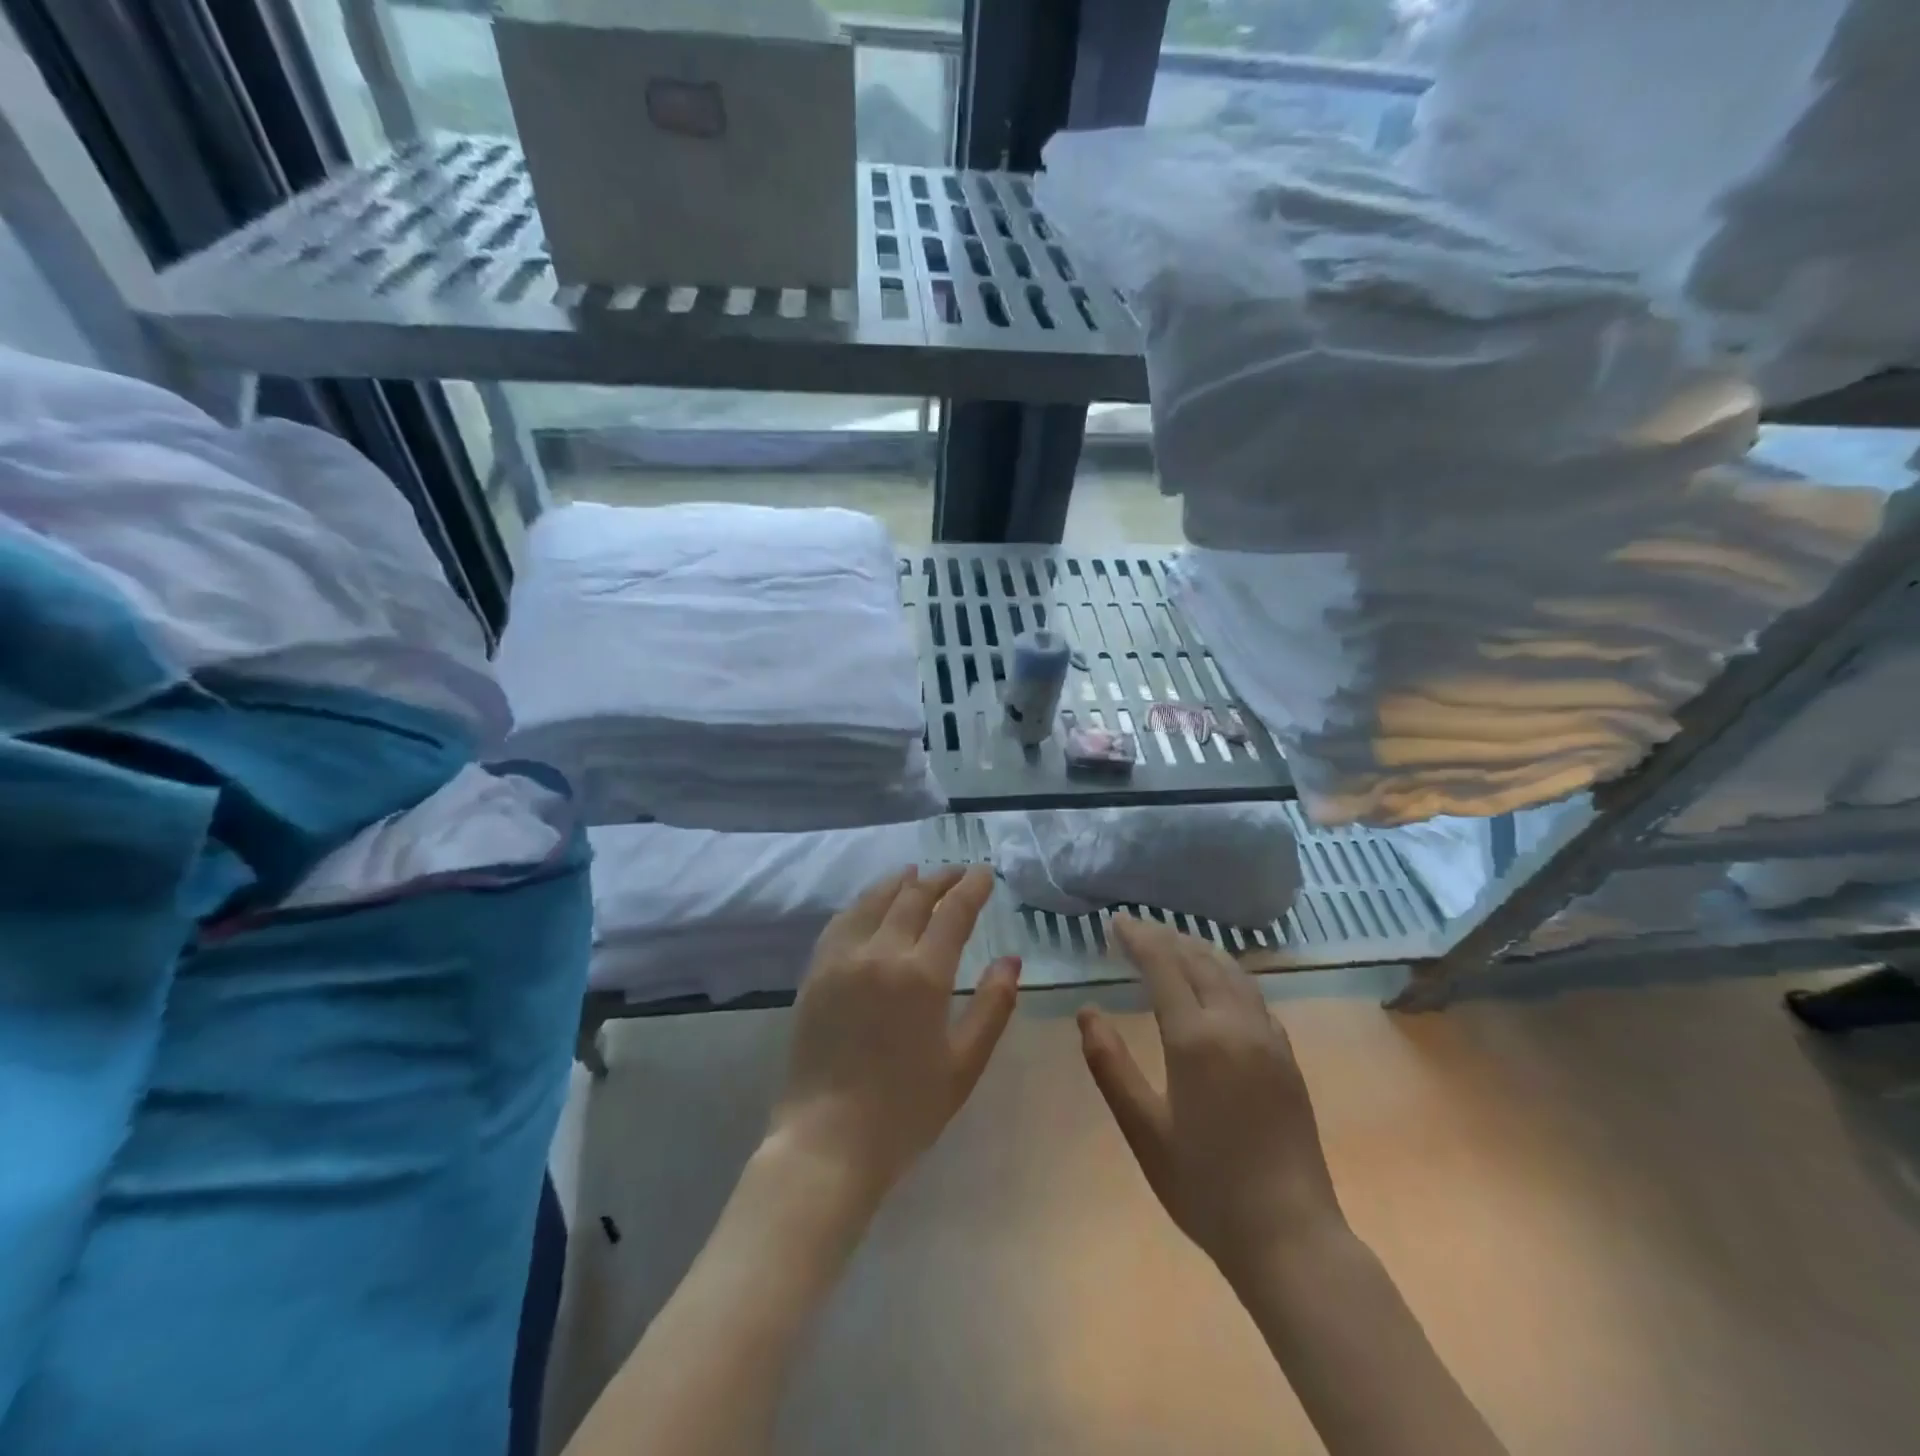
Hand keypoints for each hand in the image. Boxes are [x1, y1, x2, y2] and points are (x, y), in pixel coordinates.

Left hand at [770, 866, 1020, 1205]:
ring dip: (900, 882)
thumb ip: (992, 1006)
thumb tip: (1011, 959)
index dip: (972, 887)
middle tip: (956, 872)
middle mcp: (882, 953)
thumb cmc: (906, 1109)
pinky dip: (863, 902)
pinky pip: (842, 920)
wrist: (828, 1140)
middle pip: (914, 897)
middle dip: (939, 879)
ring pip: (874, 900)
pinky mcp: (816, 971)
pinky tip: (871, 904)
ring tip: (915, 874)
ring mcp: (843, 958)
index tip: (984, 872)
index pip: (953, 912)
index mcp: (923, 975)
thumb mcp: (964, 1064)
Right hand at [1079, 915, 1344, 1278]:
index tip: (1115, 922)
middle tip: (1137, 927)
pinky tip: (1218, 982)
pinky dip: (1227, 973)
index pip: (1163, 965)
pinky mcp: (1287, 1057)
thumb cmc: (1205, 1187)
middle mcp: (1235, 1025)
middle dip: (1166, 937)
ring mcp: (1268, 1038)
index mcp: (1195, 1039)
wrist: (1290, 1236)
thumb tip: (1087, 1012)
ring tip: (1174, 941)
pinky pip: (1253, 995)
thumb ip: (1110, 1065)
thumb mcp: (1143, 1130)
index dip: (1138, 937)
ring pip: (1232, 972)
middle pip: (1199, 959)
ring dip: (1200, 949)